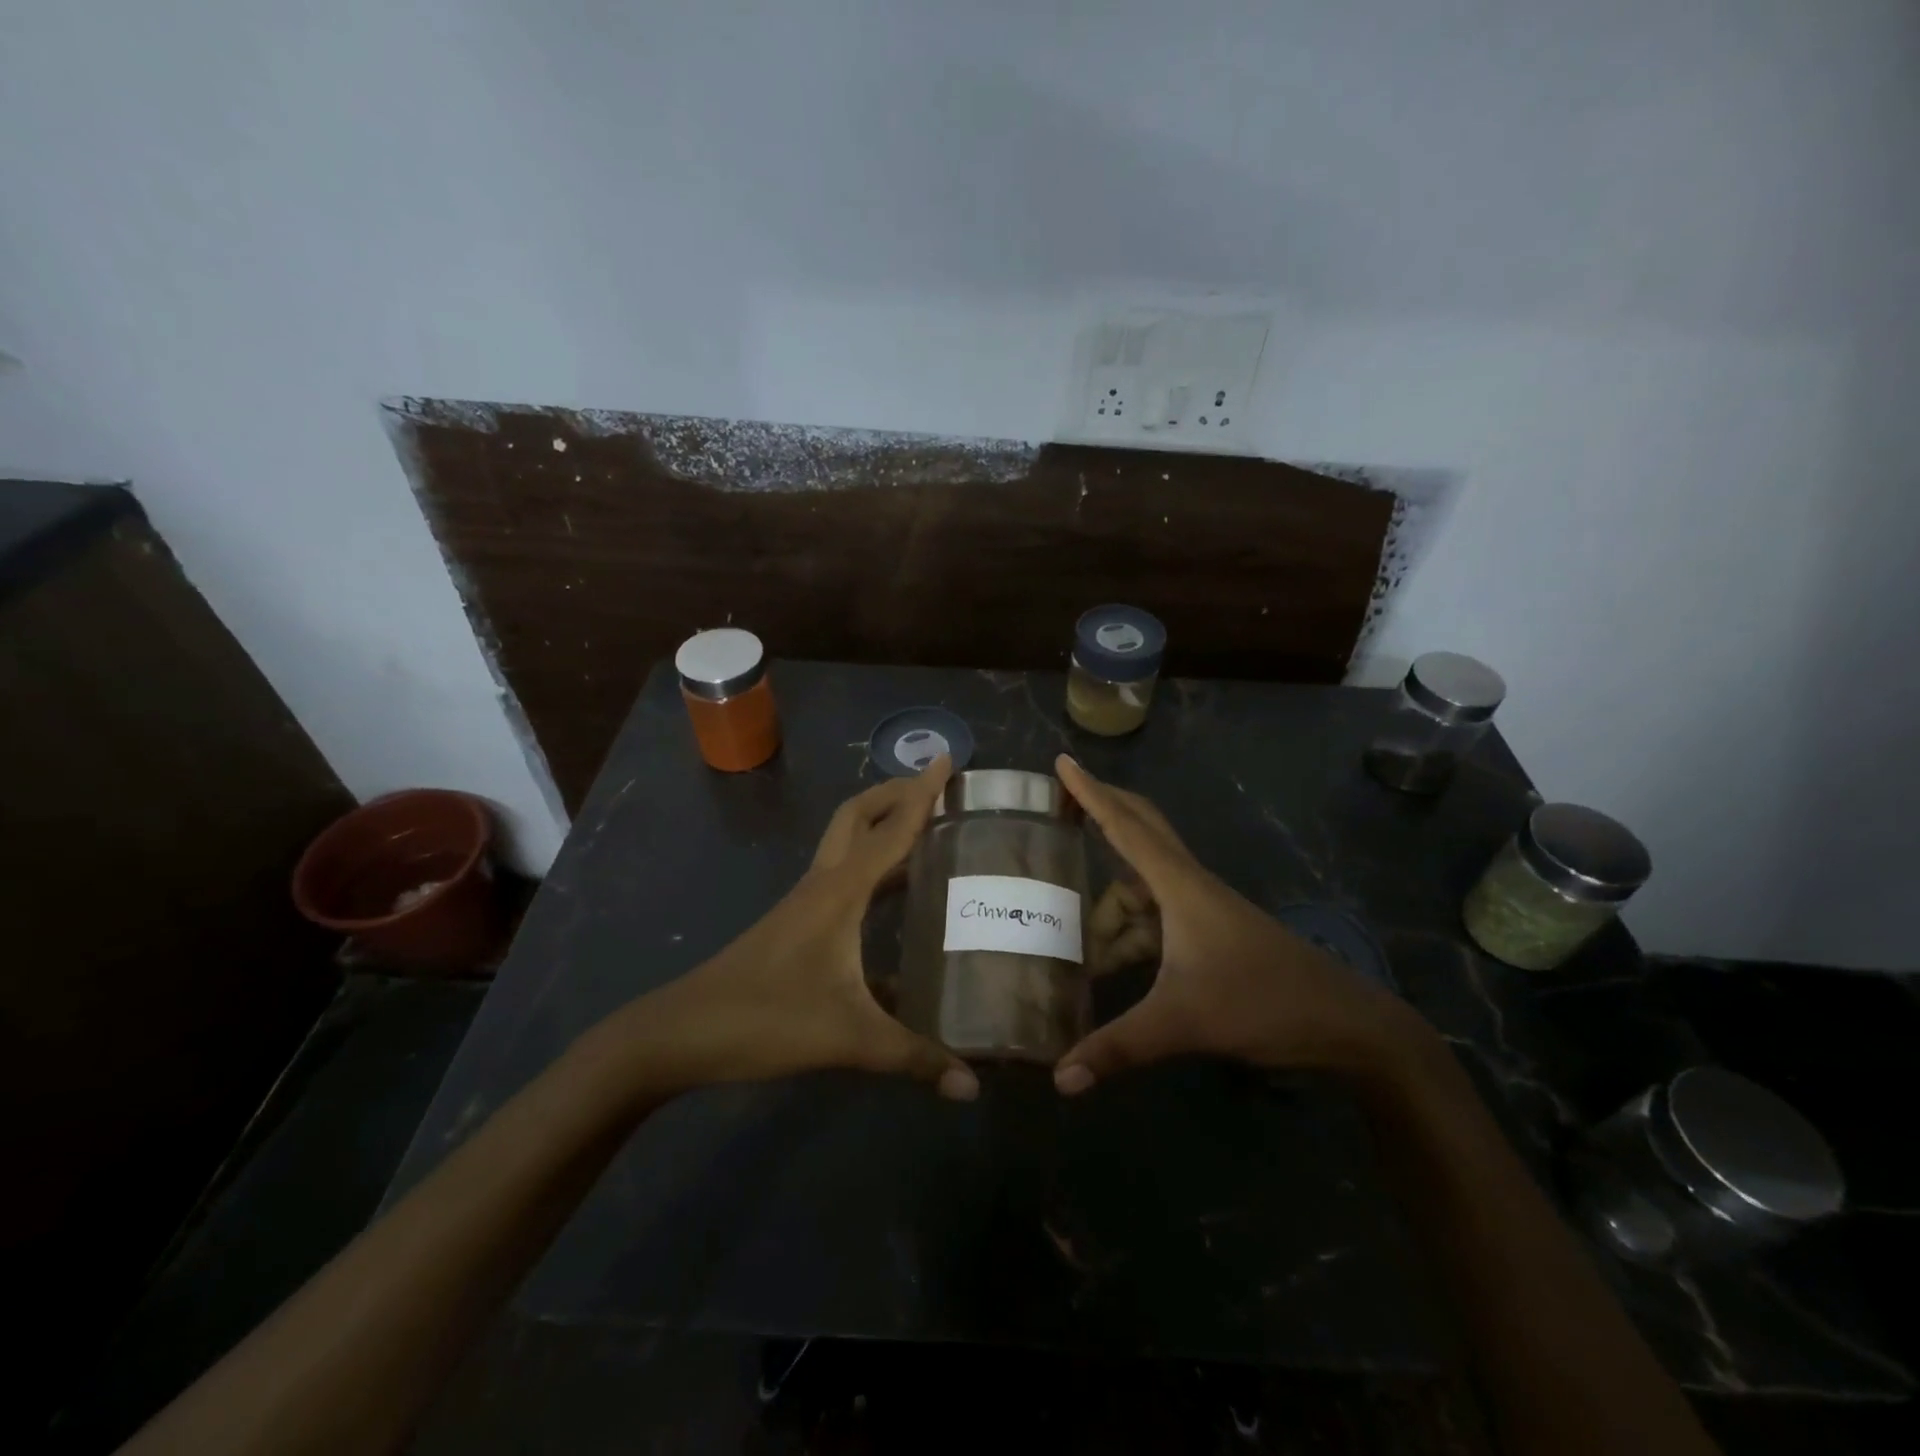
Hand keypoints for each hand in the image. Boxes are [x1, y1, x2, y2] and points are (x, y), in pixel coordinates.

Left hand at [612, 759, 979, 1101]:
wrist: (682, 1033)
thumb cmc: (765, 1019)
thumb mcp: (847, 1038)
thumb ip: (913, 1057)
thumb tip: (972, 1085)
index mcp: (839, 892)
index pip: (890, 830)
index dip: (921, 794)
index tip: (947, 759)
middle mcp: (823, 885)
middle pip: (857, 817)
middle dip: (894, 794)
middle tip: (935, 789)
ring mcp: (805, 904)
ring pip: (847, 846)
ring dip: (882, 829)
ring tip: (925, 835)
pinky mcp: (796, 926)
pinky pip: (842, 880)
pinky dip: (871, 872)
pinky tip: (894, 906)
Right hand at [1052, 755, 1427, 1094]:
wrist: (1344, 1024)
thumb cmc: (1263, 1003)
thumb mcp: (1183, 1023)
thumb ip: (1118, 1047)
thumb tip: (1059, 1078)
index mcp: (1180, 886)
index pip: (1125, 827)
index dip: (1090, 793)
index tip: (1063, 761)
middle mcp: (1189, 887)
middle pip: (1139, 832)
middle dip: (1102, 813)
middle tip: (1061, 805)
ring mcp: (1202, 910)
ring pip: (1141, 889)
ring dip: (1109, 908)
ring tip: (1073, 944)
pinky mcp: (1209, 935)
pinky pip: (1154, 918)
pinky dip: (1128, 933)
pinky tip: (1109, 964)